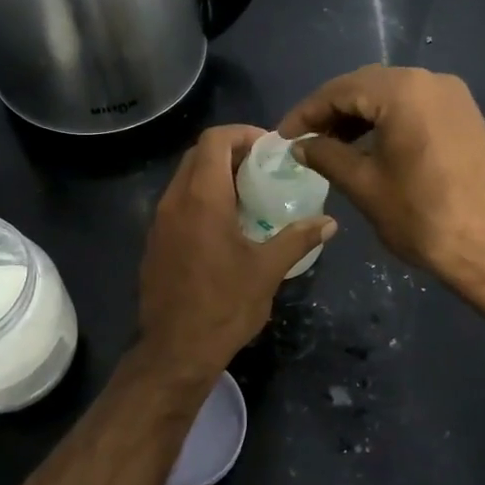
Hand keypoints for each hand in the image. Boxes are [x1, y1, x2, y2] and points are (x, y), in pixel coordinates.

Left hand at [137, 125, 335, 378]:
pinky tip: (225, 226)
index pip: (214, 139)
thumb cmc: (224, 306)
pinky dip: (201, 199)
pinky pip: (178, 203)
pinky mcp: (155, 242)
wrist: (175, 350)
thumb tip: (330, 222)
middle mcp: (174, 201)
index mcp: (201, 198)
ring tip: (249, 196)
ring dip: (215, 176)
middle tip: (263, 169)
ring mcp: (159, 222)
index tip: (269, 149)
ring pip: (185, 178)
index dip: (242, 134)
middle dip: (231, 152)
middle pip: (198, 154)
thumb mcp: (267, 271)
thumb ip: (298, 239)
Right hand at [280, 66, 484, 294]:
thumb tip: (300, 145)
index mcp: (403, 91)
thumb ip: (326, 156)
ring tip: (332, 146)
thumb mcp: (363, 185)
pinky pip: (415, 107)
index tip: (283, 136)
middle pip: (367, 86)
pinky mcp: (465, 116)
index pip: (340, 90)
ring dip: (359, 116)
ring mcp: (453, 97)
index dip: (307, 112)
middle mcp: (430, 80)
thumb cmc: (421, 216)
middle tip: (305, 140)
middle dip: (332, 111)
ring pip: (392, 95)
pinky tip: (369, 146)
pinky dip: (387, 121)